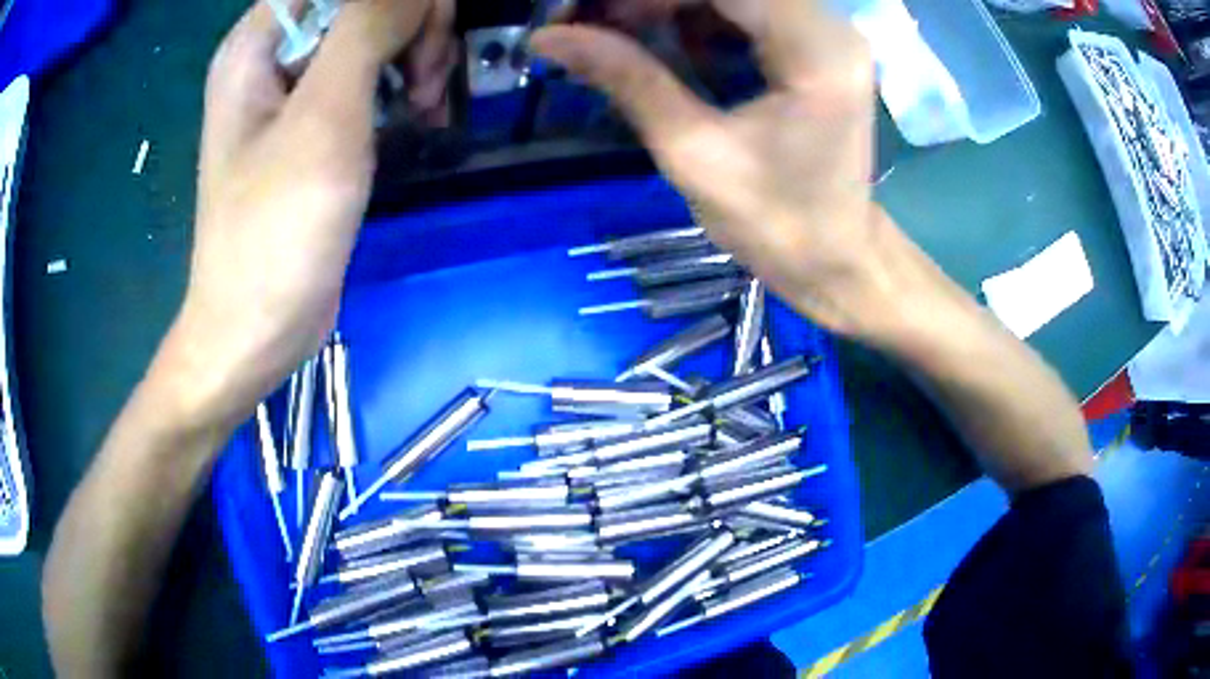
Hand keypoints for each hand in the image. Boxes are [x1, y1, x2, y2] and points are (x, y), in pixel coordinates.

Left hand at [161, 0, 447, 429]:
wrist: (257, 329)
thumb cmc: (275, 231)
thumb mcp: (323, 118)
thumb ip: (367, 29)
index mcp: (258, 43)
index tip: (422, 34)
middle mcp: (273, 56)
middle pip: (362, 1)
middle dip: (411, 24)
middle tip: (427, 78)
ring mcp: (295, 89)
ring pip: (376, 31)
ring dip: (416, 54)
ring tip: (427, 104)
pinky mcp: (316, 122)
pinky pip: (373, 72)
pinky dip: (406, 83)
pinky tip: (422, 114)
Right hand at [533, 0, 898, 337]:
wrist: (834, 258)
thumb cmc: (776, 223)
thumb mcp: (693, 152)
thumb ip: (627, 78)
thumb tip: (549, 37)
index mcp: (816, 51)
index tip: (579, 12)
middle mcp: (830, 27)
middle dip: (649, 0)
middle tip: (587, 22)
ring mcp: (825, 33)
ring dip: (665, 4)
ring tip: (610, 31)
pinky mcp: (813, 46)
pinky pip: (743, 9)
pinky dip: (691, 16)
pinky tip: (654, 38)